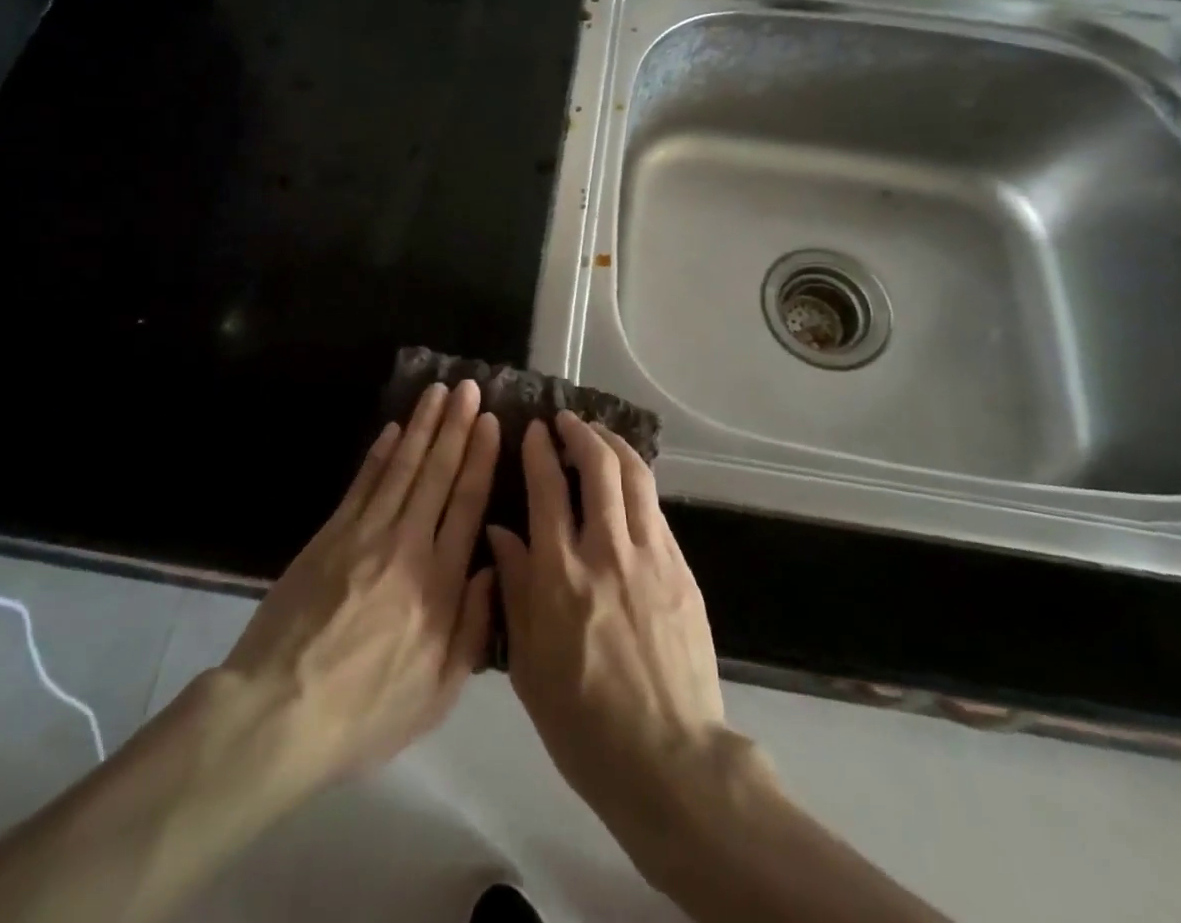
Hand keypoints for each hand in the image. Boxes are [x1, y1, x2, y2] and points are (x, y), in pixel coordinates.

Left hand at [212, 380, 499, 791]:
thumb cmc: (366, 711)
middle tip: (469, 388)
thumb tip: (495, 566)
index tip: (491, 421)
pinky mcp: (329, 535)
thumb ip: (474, 626)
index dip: (480, 458)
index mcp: (439, 583)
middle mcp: (406, 545)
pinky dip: (379, 453)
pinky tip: (392, 430)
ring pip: (401, 467)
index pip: (466, 504)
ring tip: (438, 392)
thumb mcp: (438, 690)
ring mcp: (364, 535)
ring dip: (422, 426)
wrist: (278, 712)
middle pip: (436, 473)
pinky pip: (362, 484)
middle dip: (456, 426)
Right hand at [485, 412, 728, 845]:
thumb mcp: (529, 664)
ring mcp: (650, 557)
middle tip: (568, 421)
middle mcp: (606, 552)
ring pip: (635, 477)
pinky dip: (638, 484)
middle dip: (581, 432)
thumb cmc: (583, 723)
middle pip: (599, 467)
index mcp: (560, 576)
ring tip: (600, 435)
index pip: (547, 489)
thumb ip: (514, 590)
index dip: (539, 450)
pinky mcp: (681, 570)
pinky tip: (629, 486)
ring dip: (615, 446)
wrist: (669, 760)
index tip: (534, 430)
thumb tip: (499, 532)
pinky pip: (656, 510)